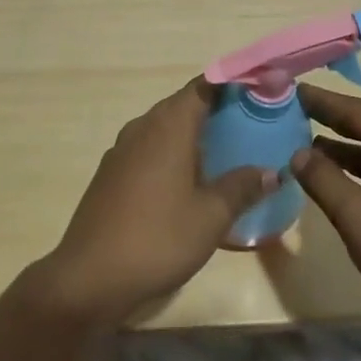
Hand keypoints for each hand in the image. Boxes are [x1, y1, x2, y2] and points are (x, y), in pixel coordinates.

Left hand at [39, 79, 276, 325]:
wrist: (89, 277)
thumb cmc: (158, 238)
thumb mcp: (211, 216)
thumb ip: (242, 187)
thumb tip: (272, 171)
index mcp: (168, 126)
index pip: (204, 87)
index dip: (232, 83)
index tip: (259, 89)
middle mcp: (142, 127)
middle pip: (183, 105)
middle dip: (216, 109)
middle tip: (252, 123)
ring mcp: (121, 150)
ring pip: (164, 128)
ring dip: (193, 133)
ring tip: (227, 151)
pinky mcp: (111, 174)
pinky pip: (149, 149)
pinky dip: (172, 153)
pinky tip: (189, 181)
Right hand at [290, 83, 360, 343]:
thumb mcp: (360, 219)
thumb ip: (324, 181)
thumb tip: (298, 153)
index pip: (355, 110)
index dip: (320, 101)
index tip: (290, 90)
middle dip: (330, 123)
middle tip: (291, 116)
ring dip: (345, 153)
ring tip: (306, 151)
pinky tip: (344, 188)